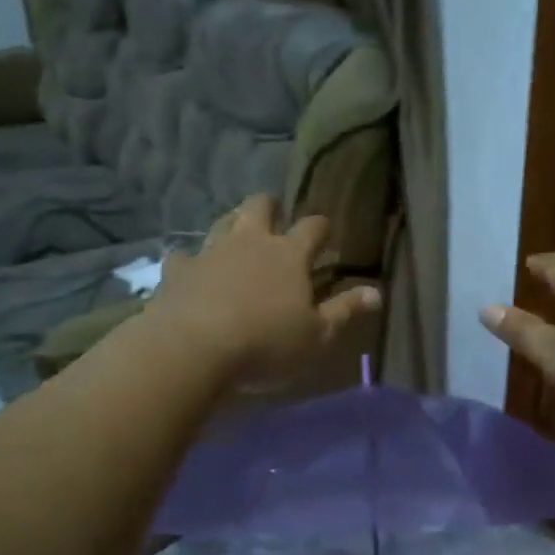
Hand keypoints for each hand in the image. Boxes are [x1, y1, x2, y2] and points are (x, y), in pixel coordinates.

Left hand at [147, 194, 380, 386]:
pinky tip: (189, 270)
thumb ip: (344, 311)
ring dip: (231, 224)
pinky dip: (190, 261)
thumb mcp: (316, 335)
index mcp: (289, 255)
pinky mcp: (177, 271)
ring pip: (222, 223)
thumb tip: (376, 292)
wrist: (193, 348)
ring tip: (236, 234)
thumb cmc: (265, 343)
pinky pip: (183, 256)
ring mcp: (210, 252)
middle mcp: (250, 242)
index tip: (325, 231)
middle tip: (274, 213)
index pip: (312, 228)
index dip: (321, 227)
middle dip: (269, 206)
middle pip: (260, 207)